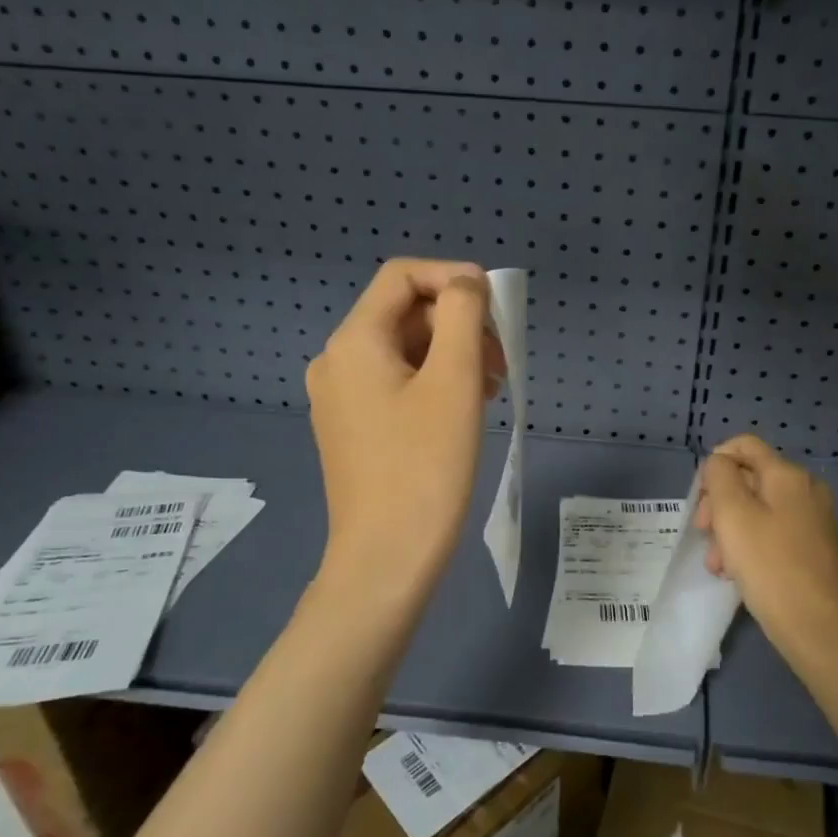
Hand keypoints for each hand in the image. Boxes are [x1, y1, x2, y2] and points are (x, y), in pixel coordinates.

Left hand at [306, 259, 505, 605]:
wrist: (386, 560)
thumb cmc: (425, 468)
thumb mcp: (454, 381)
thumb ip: (462, 315)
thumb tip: (465, 282)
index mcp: (354, 341)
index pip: (402, 276)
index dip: (453, 277)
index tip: (496, 307)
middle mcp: (336, 360)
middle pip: (405, 313)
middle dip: (459, 324)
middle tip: (501, 363)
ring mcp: (340, 396)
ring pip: (404, 349)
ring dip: (452, 354)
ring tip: (490, 389)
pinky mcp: (352, 426)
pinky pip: (396, 381)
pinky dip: (434, 381)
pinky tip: (464, 409)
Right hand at [697, 435, 837, 669]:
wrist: (817, 628)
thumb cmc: (769, 565)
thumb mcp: (732, 514)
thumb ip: (719, 477)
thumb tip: (718, 463)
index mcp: (788, 475)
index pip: (744, 445)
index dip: (715, 462)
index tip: (700, 496)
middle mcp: (805, 490)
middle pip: (748, 479)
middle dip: (719, 503)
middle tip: (702, 533)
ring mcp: (811, 520)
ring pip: (756, 510)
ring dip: (729, 530)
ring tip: (716, 564)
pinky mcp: (812, 549)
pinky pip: (771, 533)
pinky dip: (748, 545)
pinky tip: (734, 573)